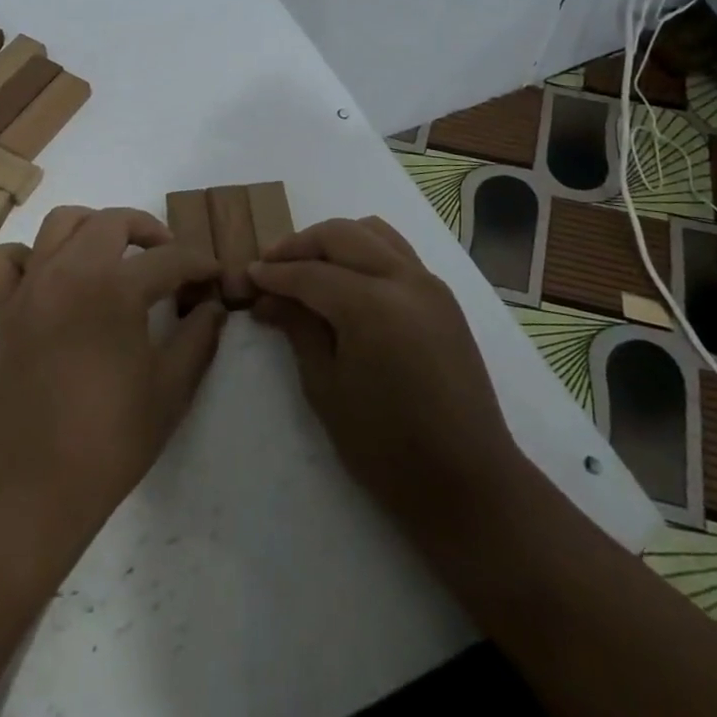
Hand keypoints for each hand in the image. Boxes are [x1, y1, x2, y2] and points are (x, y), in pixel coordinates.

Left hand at [0, 206, 227, 563]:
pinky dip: (25, 256)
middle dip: (148, 230)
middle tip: (168, 259)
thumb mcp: (171, 390)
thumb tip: (213, 307)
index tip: (214, 275)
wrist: (33, 486)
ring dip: (93, 227)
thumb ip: (198, 337)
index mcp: (115, 288)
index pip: (169, 258)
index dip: (199, 263)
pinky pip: (3, 260)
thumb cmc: (110, 439)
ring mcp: (30, 286)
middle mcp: (69, 271)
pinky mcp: (1, 310)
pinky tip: (47, 276)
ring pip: (60, 223)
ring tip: (113, 255)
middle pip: (112, 221)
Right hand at [250, 218, 534, 559]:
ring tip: (307, 266)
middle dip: (300, 245)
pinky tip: (346, 279)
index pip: (309, 274)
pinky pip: (396, 251)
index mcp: (372, 306)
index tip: (247, 277)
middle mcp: (403, 280)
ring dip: (334, 240)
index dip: (274, 274)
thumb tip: (268, 298)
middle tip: (270, 266)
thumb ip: (298, 329)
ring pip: (372, 232)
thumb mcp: (326, 389)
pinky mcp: (442, 296)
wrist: (469, 484)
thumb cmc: (387, 449)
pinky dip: (364, 250)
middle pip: (340, 236)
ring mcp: (429, 283)